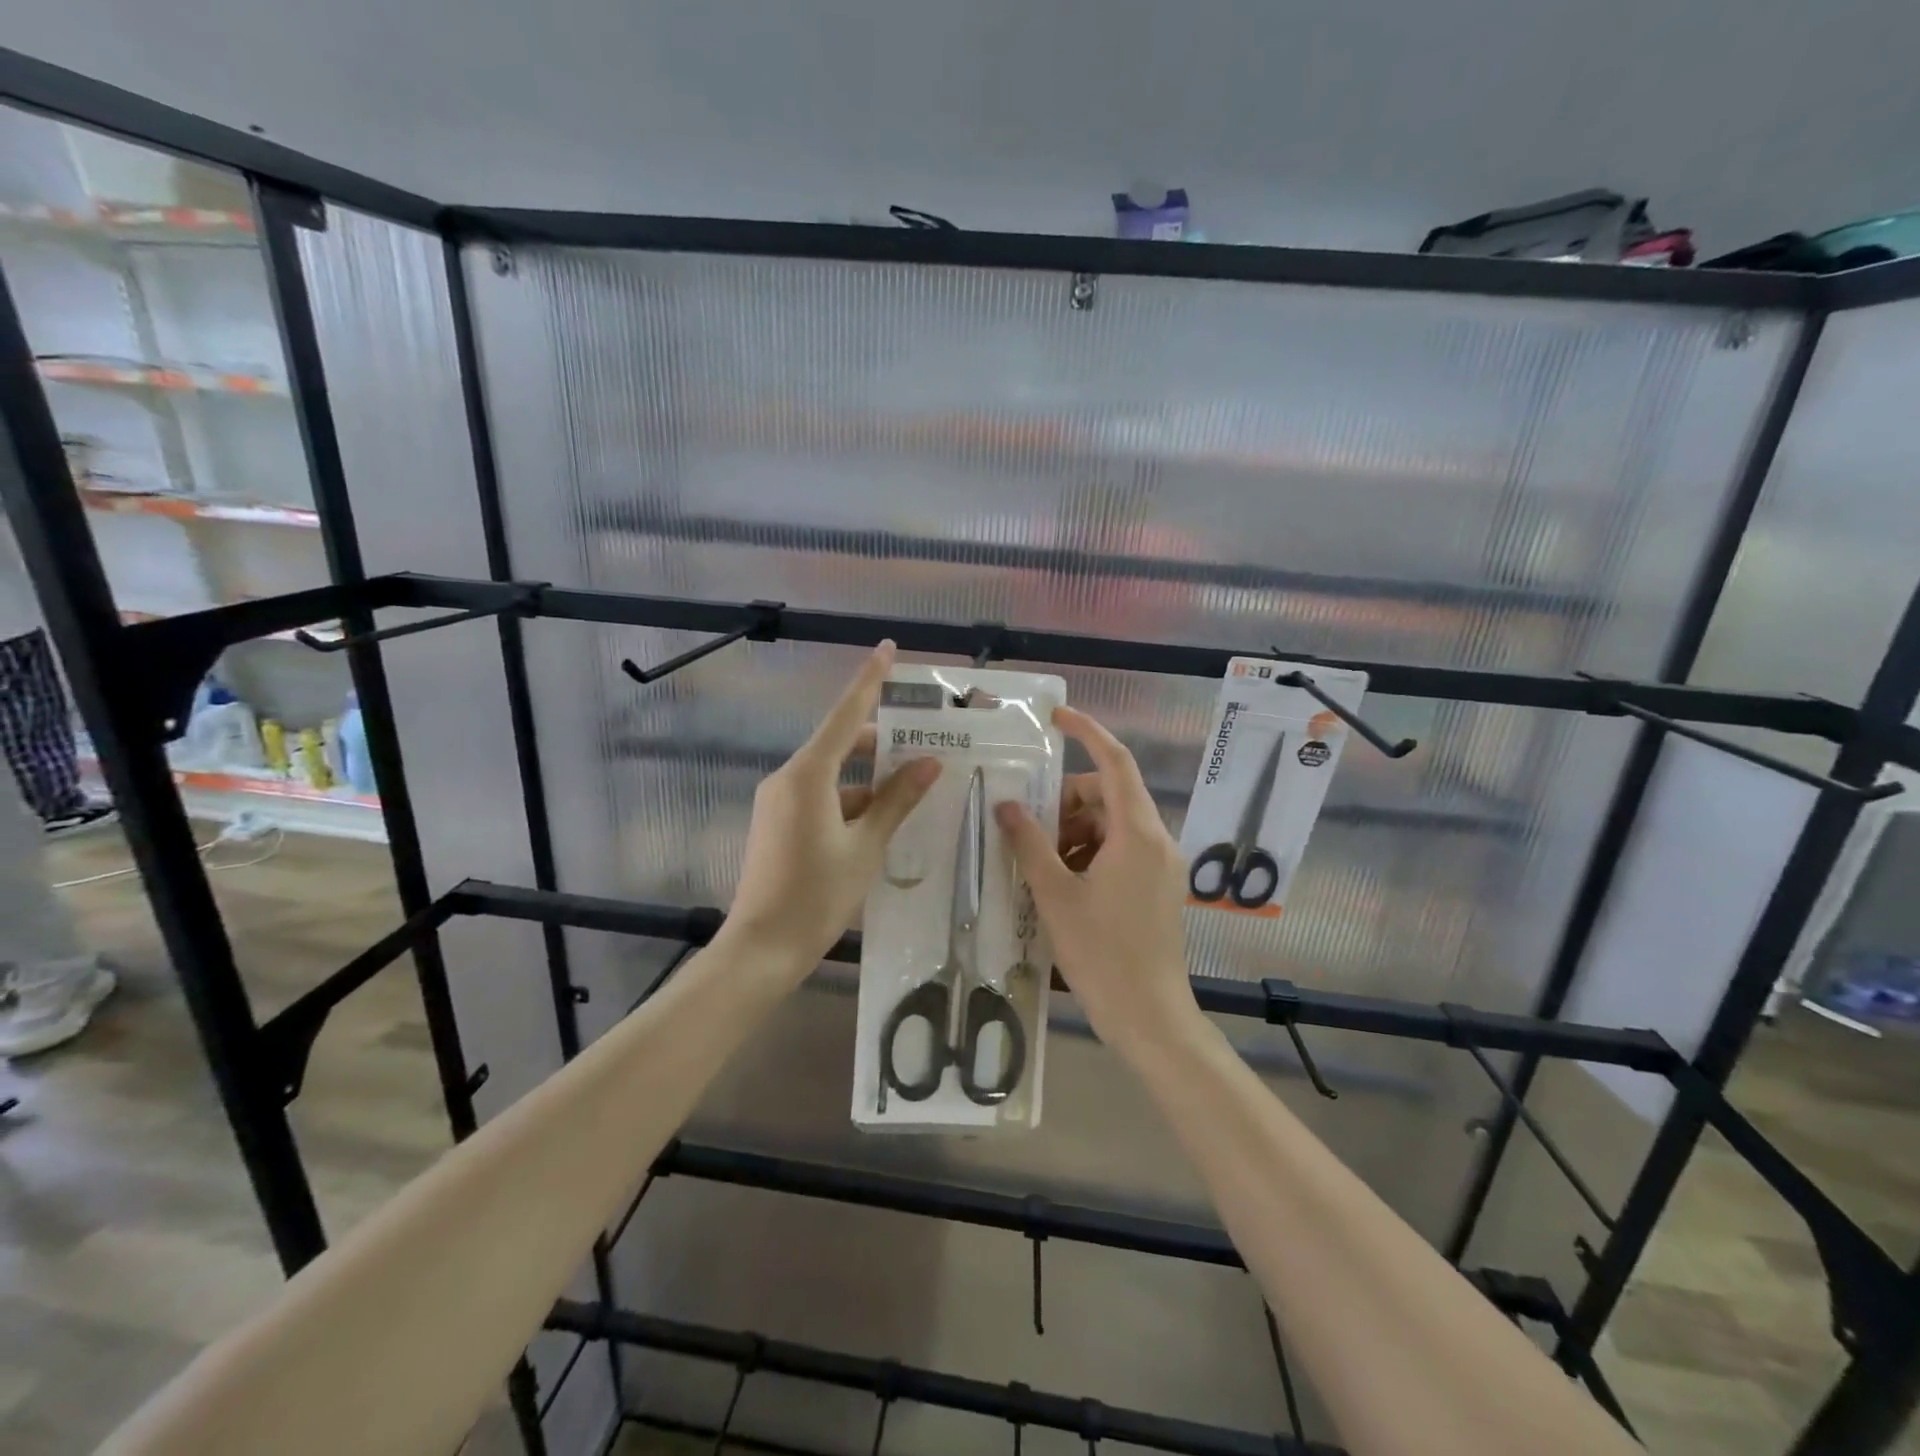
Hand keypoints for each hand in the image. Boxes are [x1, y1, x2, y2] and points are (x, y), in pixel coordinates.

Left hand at [726, 642, 940, 979]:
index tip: (886, 648)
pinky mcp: (778, 822)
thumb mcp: (865, 847)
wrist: (762, 948)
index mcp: (808, 775)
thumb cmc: (817, 896)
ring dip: (869, 780)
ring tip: (913, 791)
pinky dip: (851, 801)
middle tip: (925, 745)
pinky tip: (882, 823)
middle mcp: (788, 778)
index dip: (869, 680)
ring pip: (833, 775)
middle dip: (880, 743)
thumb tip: (929, 763)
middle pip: (840, 744)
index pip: (845, 714)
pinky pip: (821, 797)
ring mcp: (779, 801)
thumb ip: (897, 801)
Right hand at [994, 707, 1196, 1054]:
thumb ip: (1029, 843)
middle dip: (1068, 800)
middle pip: (1110, 795)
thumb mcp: (1056, 895)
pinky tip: (1064, 883)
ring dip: (1076, 831)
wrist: (1149, 1018)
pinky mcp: (1158, 887)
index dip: (1087, 732)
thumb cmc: (1101, 954)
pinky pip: (1122, 850)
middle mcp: (1157, 840)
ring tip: (1042, 864)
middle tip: (1030, 827)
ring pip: (1114, 824)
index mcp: (1137, 833)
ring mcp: (1162, 865)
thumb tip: (1006, 804)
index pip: (1115, 762)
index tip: (1055, 718)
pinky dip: (1091, 853)